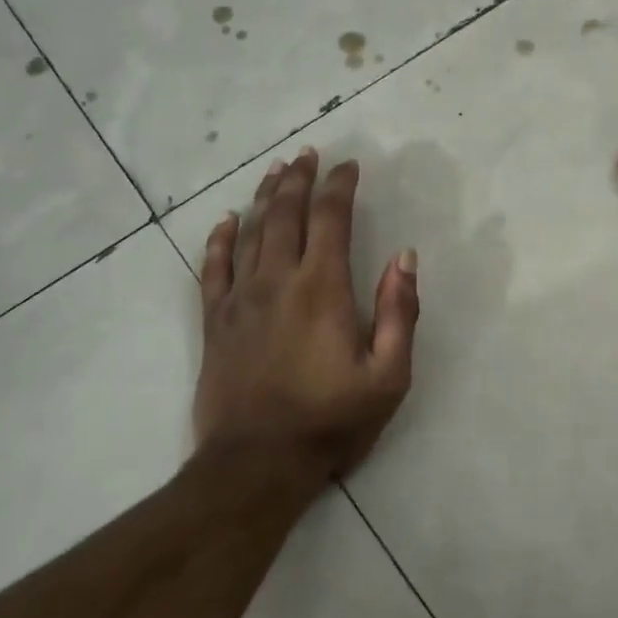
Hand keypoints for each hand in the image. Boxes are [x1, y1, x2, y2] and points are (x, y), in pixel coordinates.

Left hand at [195, 149, 419, 486]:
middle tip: (309, 153)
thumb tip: (404, 257)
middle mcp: (277, 280)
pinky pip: (213, 268)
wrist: (257, 464)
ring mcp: (240, 299)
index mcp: (322, 288)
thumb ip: (399, 312)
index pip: (331, 218)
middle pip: (287, 214)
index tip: (348, 166)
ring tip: (277, 170)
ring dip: (265, 196)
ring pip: (251, 232)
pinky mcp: (216, 321)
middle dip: (300, 179)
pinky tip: (226, 220)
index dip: (340, 186)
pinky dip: (220, 239)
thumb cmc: (330, 420)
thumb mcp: (388, 375)